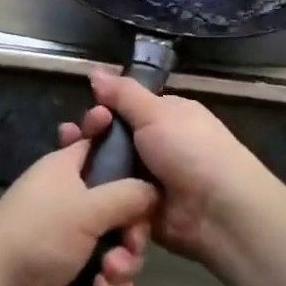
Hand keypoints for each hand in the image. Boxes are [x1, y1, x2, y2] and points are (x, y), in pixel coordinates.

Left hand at [0, 138, 156, 285]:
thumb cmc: (38, 234)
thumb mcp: (87, 207)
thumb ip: (128, 194)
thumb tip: (155, 190)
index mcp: (68, 167)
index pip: (101, 142)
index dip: (125, 147)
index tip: (148, 158)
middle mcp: (72, 196)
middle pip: (122, 201)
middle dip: (132, 229)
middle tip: (129, 244)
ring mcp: (73, 236)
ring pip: (118, 241)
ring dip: (122, 263)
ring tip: (108, 276)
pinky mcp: (74, 271)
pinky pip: (107, 272)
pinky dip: (109, 284)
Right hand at [68, 70, 274, 265]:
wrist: (219, 212)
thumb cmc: (190, 150)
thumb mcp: (156, 113)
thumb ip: (123, 94)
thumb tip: (95, 71)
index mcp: (165, 117)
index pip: (123, 110)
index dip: (101, 113)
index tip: (83, 120)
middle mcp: (157, 147)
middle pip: (112, 143)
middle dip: (88, 144)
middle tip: (67, 144)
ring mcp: (149, 182)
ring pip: (110, 175)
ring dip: (89, 175)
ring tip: (66, 175)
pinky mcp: (143, 214)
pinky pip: (115, 205)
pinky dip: (101, 204)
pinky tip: (77, 201)